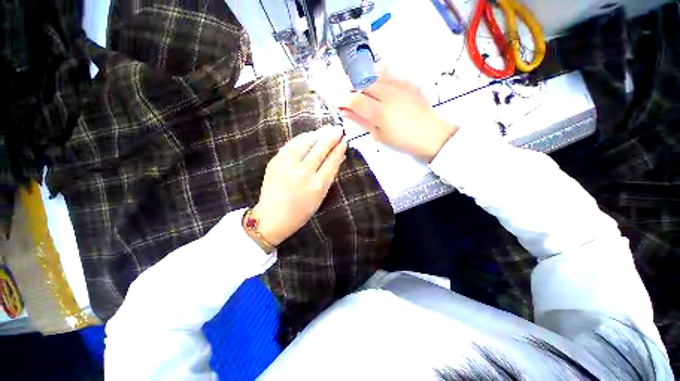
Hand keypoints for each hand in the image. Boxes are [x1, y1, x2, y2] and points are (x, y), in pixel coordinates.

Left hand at [249, 126, 346, 246]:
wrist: (272, 217)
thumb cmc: (301, 211)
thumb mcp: (320, 196)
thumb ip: (330, 175)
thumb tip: (339, 157)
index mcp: (317, 185)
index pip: (332, 161)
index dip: (339, 149)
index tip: (345, 140)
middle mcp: (303, 173)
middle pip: (320, 149)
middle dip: (331, 136)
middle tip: (338, 129)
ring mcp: (287, 166)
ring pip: (305, 143)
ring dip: (317, 134)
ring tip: (326, 129)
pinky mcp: (275, 162)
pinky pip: (291, 145)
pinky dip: (302, 138)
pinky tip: (309, 135)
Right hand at [339, 70, 457, 161]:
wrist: (429, 134)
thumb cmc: (401, 140)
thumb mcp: (378, 135)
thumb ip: (361, 121)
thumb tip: (345, 112)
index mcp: (379, 112)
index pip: (355, 100)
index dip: (344, 100)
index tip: (341, 103)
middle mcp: (387, 94)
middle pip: (363, 83)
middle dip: (352, 87)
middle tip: (350, 95)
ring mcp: (399, 86)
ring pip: (375, 74)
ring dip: (365, 80)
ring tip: (364, 90)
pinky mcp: (408, 82)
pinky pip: (390, 74)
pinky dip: (380, 77)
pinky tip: (379, 86)